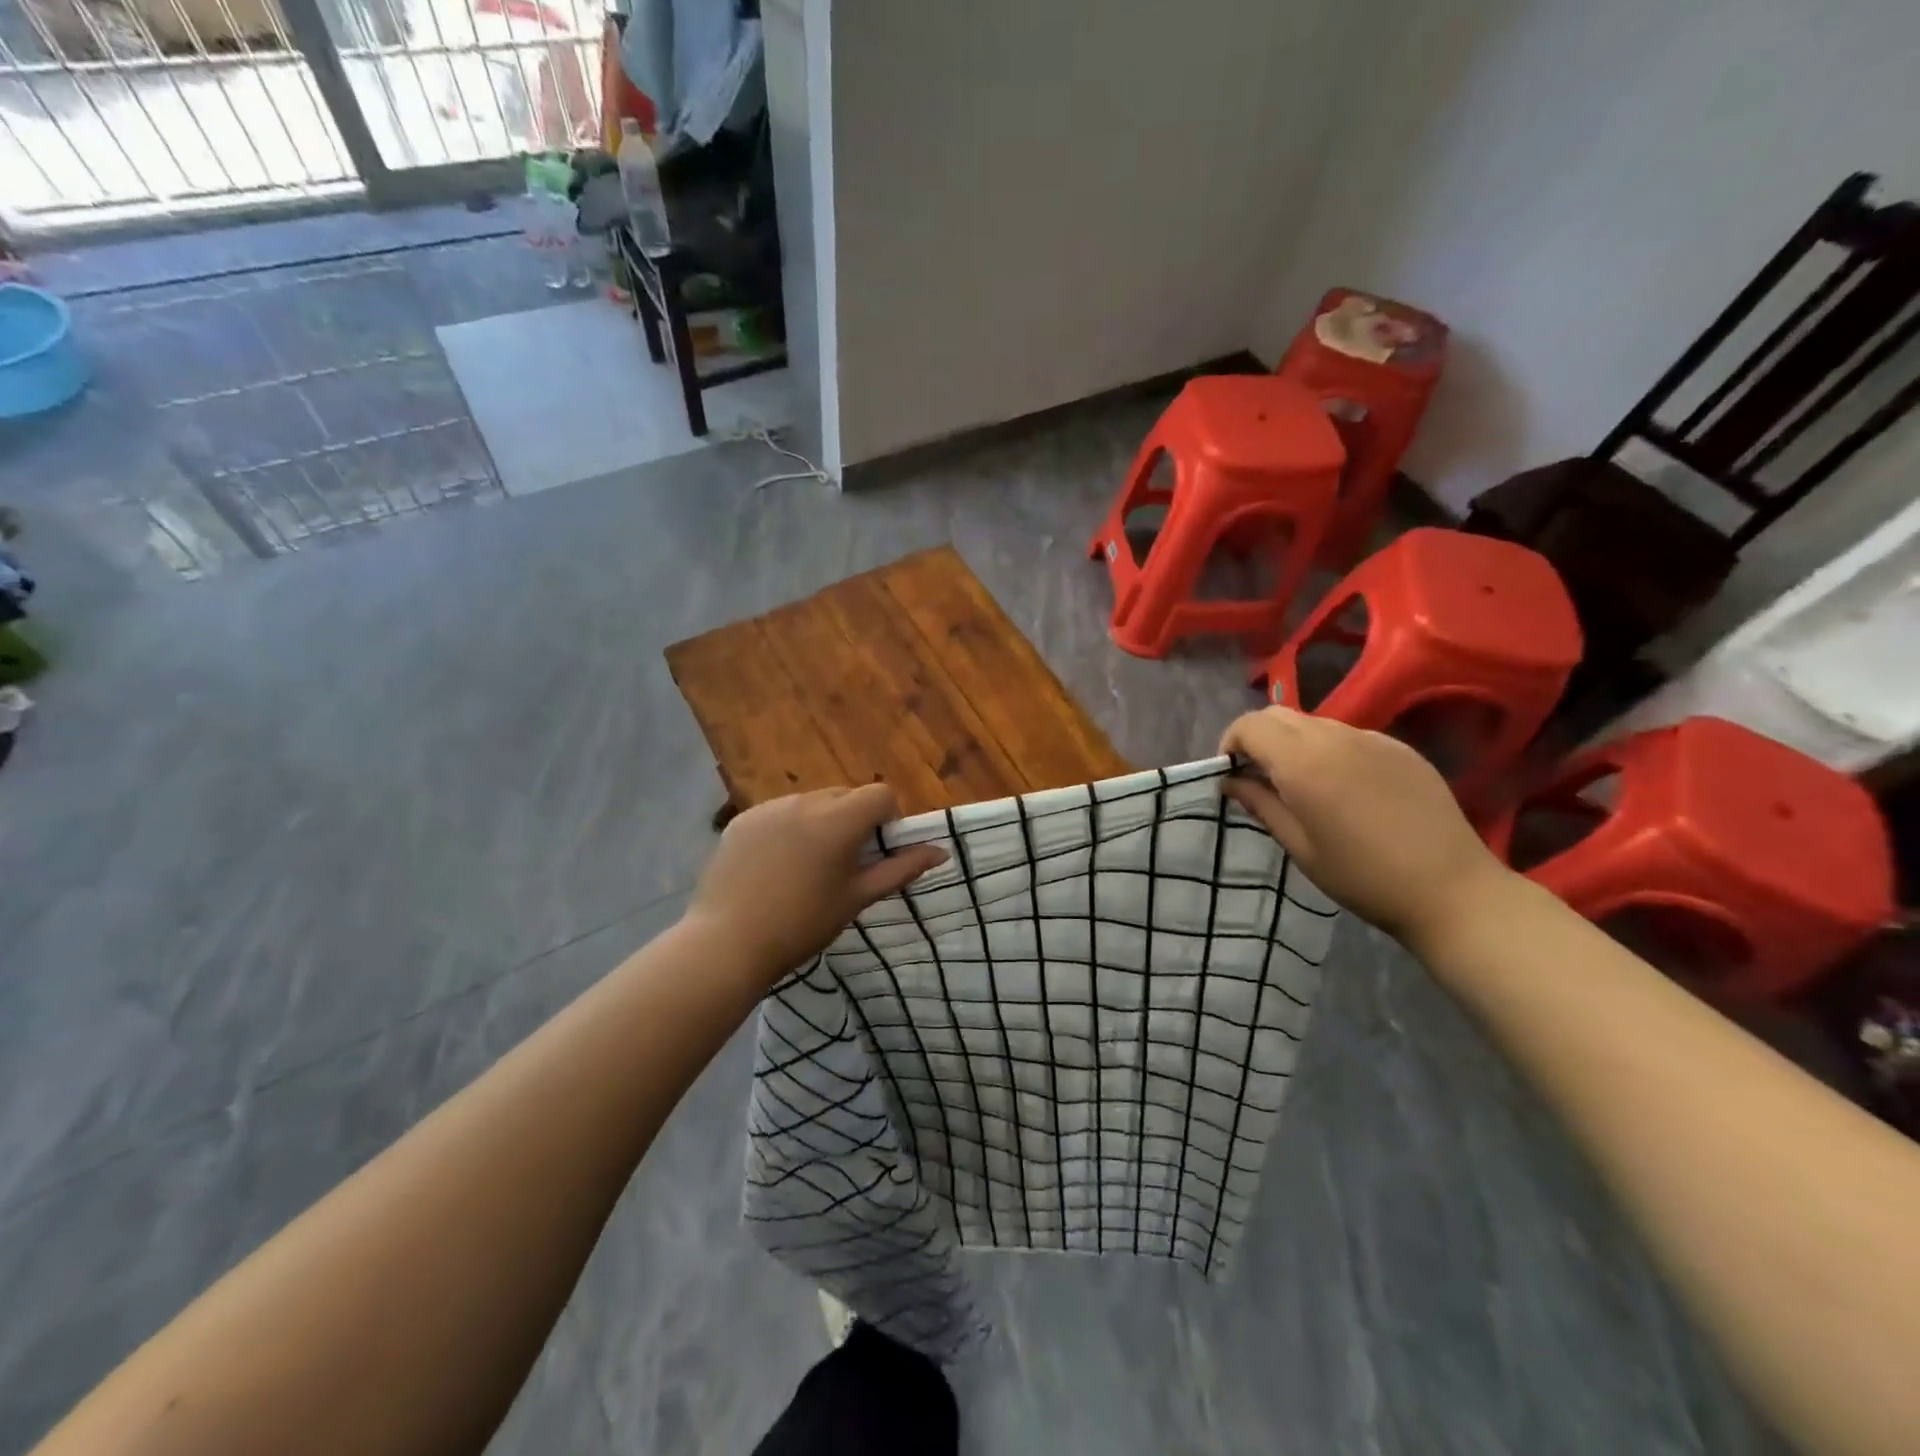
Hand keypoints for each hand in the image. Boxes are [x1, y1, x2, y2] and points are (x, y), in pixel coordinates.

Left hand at [688, 785, 947, 980]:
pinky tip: (773, 868)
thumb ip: (901, 869)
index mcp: (838, 820)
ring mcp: (769, 808)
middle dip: (854, 821)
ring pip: (812, 804)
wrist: (727, 944)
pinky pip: (779, 813)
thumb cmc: (802, 925)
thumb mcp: (857, 898)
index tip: (876, 853)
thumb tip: (940, 851)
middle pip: (846, 796)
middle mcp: (805, 802)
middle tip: (843, 866)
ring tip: (804, 869)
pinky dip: (787, 830)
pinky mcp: (743, 820)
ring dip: (820, 824)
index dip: (887, 819)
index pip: (880, 794)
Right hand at [1220, 707, 1515, 948]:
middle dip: (1257, 738)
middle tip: (1257, 776)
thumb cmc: (1362, 877)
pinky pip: (1349, 736)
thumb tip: (1232, 781)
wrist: (1451, 890)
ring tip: (1301, 784)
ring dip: (1293, 743)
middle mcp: (1335, 738)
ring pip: (1314, 723)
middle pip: (1278, 715)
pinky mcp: (1400, 748)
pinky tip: (1345, 788)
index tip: (1231, 774)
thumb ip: (1261, 804)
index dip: (1231, 743)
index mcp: (1304, 763)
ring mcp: (1372, 739)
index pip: (1250, 725)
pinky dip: (1329, 750)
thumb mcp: (1300, 847)